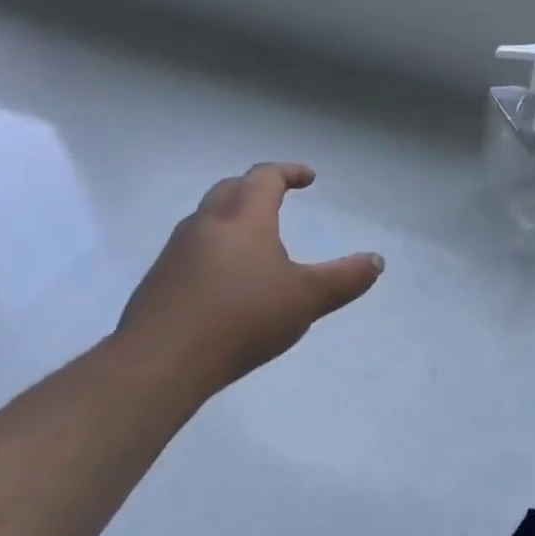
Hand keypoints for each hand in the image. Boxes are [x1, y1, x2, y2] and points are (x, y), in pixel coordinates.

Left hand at [117, 164, 383, 392]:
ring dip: (232, 217)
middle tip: (278, 198)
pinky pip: (191, 250)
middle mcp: (206, 224)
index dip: (289, 172)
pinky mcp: (158, 282)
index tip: (308, 178)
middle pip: (230, 189)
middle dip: (256, 187)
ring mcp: (176, 253)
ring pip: (207, 219)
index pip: (265, 177)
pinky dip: (214, 248)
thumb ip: (345, 278)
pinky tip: (224, 280)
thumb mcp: (307, 299)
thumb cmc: (241, 318)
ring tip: (254, 240)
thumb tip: (376, 261)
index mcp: (243, 218)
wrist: (159, 363)